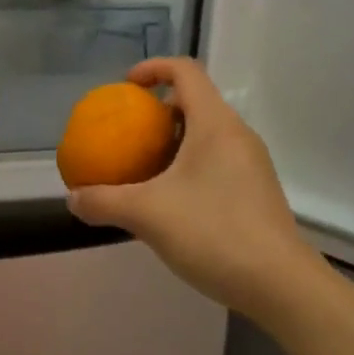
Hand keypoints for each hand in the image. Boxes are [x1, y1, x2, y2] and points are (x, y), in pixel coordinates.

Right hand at [66, 57, 313, 316]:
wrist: (281, 286)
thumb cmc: (214, 233)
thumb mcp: (147, 215)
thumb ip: (103, 201)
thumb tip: (73, 198)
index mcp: (215, 124)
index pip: (185, 70)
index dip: (153, 68)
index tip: (125, 87)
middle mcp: (237, 135)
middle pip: (195, 102)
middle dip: (157, 112)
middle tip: (128, 134)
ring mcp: (251, 164)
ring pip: (206, 135)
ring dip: (172, 142)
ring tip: (142, 170)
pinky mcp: (255, 192)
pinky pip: (216, 161)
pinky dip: (188, 166)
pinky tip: (169, 203)